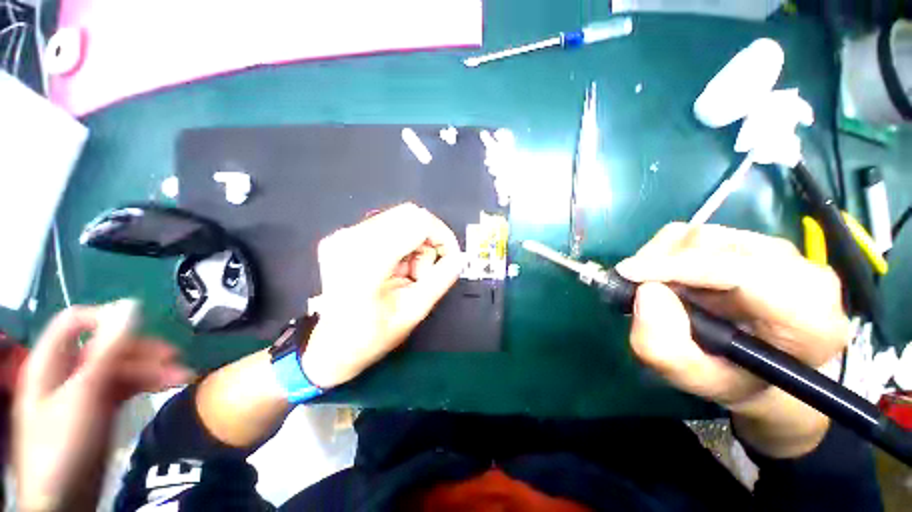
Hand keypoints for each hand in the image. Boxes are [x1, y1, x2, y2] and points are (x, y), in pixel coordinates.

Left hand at [14, 301, 191, 511]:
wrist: (66, 500)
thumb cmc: (64, 444)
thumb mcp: (85, 395)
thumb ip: (106, 350)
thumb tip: (131, 305)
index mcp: (52, 362)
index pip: (76, 322)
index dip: (106, 319)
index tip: (142, 328)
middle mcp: (68, 371)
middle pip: (105, 346)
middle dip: (141, 351)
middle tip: (175, 359)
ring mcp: (84, 391)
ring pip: (120, 367)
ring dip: (152, 369)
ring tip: (183, 376)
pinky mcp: (100, 409)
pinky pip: (125, 386)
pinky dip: (148, 384)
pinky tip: (169, 386)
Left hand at [300, 203, 462, 387]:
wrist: (331, 346)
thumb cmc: (372, 336)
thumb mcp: (414, 311)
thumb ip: (441, 280)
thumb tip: (460, 257)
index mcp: (367, 259)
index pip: (418, 222)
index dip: (443, 236)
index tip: (451, 257)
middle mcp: (351, 238)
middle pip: (409, 214)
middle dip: (429, 239)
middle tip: (426, 270)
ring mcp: (343, 234)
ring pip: (400, 219)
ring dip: (415, 243)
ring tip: (409, 274)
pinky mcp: (342, 236)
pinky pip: (386, 226)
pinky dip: (401, 242)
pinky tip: (395, 267)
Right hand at [616, 223, 850, 456]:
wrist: (760, 369)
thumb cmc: (730, 378)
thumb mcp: (692, 378)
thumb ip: (664, 348)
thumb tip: (646, 291)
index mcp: (809, 320)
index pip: (744, 273)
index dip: (680, 268)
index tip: (629, 274)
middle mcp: (804, 274)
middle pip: (717, 245)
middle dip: (664, 263)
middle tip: (638, 287)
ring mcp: (781, 252)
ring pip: (702, 234)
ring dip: (664, 259)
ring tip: (662, 289)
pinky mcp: (754, 242)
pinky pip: (697, 233)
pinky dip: (669, 253)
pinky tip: (674, 279)